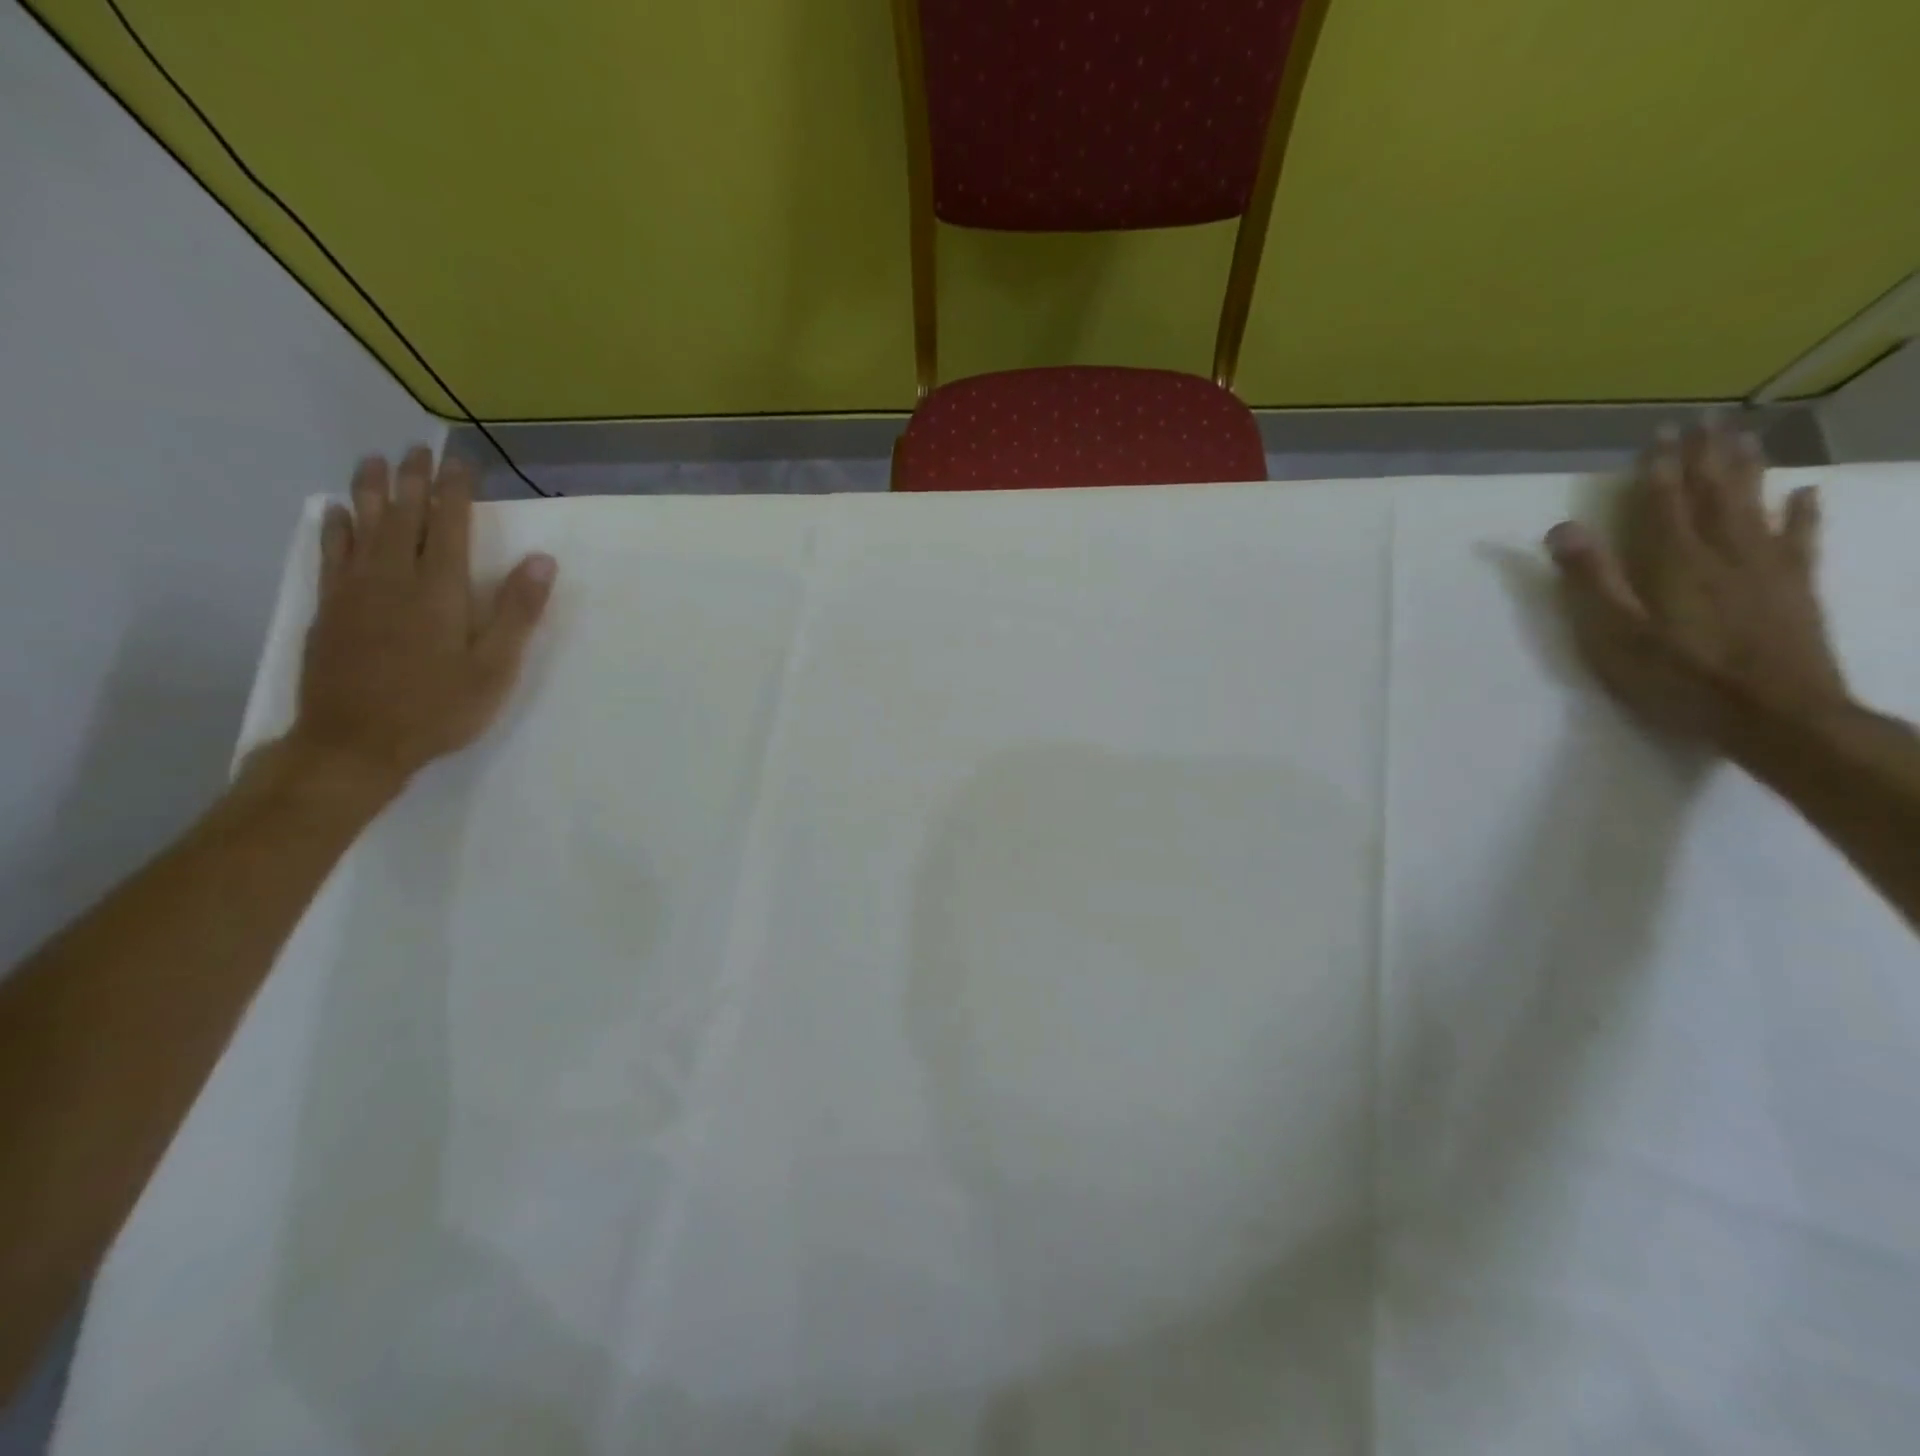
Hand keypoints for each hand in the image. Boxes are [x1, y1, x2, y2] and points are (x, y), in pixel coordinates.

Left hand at [287, 447, 556, 795]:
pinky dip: (334, 528)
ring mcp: (355, 591)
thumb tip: (541, 560)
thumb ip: (517, 612)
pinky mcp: (330, 609)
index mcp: (440, 590)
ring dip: (370, 491)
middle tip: (416, 449)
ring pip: (362, 527)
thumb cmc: (438, 708)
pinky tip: (334, 512)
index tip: (460, 462)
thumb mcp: (494, 668)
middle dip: (412, 480)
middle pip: (403, 517)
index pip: (449, 525)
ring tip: (374, 462)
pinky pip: (331, 554)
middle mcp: (394, 578)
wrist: (355, 743)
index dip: (455, 491)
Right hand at [1545, 420, 1849, 748]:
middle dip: (1706, 456)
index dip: (1659, 468)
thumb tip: (1563, 528)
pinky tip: (1805, 492)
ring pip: (1757, 504)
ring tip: (1745, 438)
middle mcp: (1724, 552)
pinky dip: (1803, 511)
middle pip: (1714, 493)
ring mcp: (1767, 567)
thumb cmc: (1679, 678)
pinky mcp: (1796, 587)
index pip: (1664, 503)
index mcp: (1674, 563)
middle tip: (1706, 420)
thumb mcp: (1616, 636)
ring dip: (1748, 469)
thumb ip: (1591, 580)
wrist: (1775, 713)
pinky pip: (1801, 538)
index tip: (1659, 434)